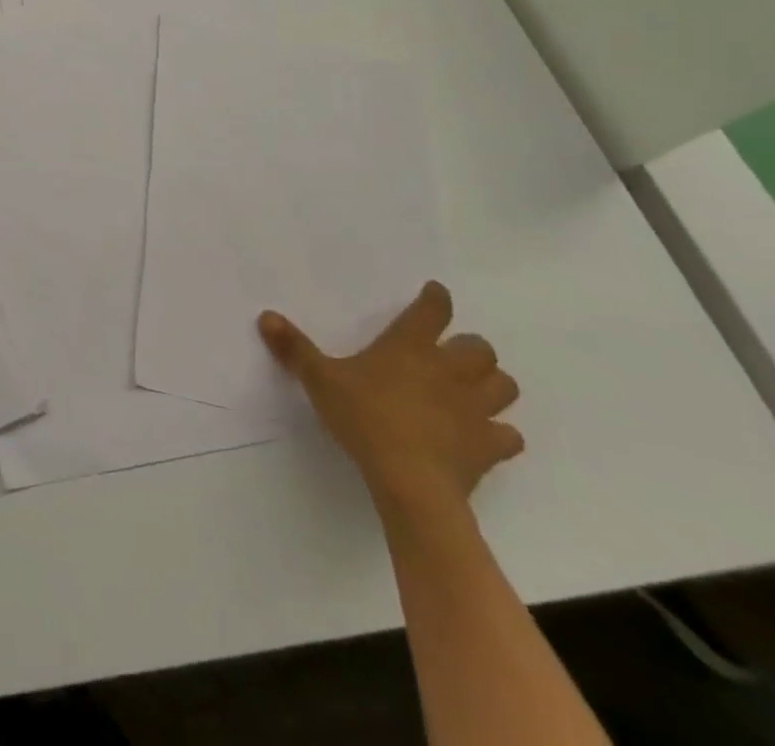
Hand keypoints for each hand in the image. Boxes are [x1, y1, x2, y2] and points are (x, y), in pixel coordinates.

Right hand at [258, 281, 520, 516]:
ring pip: (503, 386)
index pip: (432, 311)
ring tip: (474, 390)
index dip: (436, 299)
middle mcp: (449, 370)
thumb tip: (266, 315)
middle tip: (452, 353)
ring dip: (492, 384)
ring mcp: (475, 409)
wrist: (410, 481)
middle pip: (480, 349)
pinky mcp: (489, 447)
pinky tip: (484, 436)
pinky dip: (500, 433)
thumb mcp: (320, 380)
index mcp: (410, 347)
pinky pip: (508, 435)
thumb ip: (295, 348)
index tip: (436, 293)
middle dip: (470, 348)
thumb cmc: (365, 418)